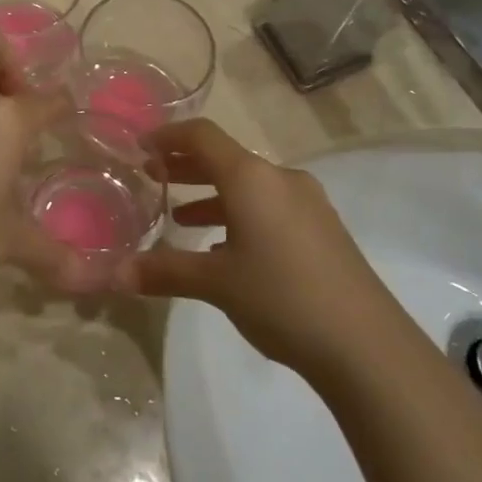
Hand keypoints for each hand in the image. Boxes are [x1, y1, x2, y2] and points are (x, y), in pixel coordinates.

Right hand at [116, 120, 387, 375]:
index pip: (202, 136)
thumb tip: (113, 275)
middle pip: (225, 158)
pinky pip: (270, 207)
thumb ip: (163, 271)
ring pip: (249, 186)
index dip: (167, 136)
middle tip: (152, 178)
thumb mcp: (215, 283)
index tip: (140, 147)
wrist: (367, 346)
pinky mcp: (322, 230)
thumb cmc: (282, 297)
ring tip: (181, 218)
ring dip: (212, 195)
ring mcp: (308, 204)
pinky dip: (239, 215)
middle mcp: (280, 179)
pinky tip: (224, 249)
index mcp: (252, 178)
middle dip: (186, 166)